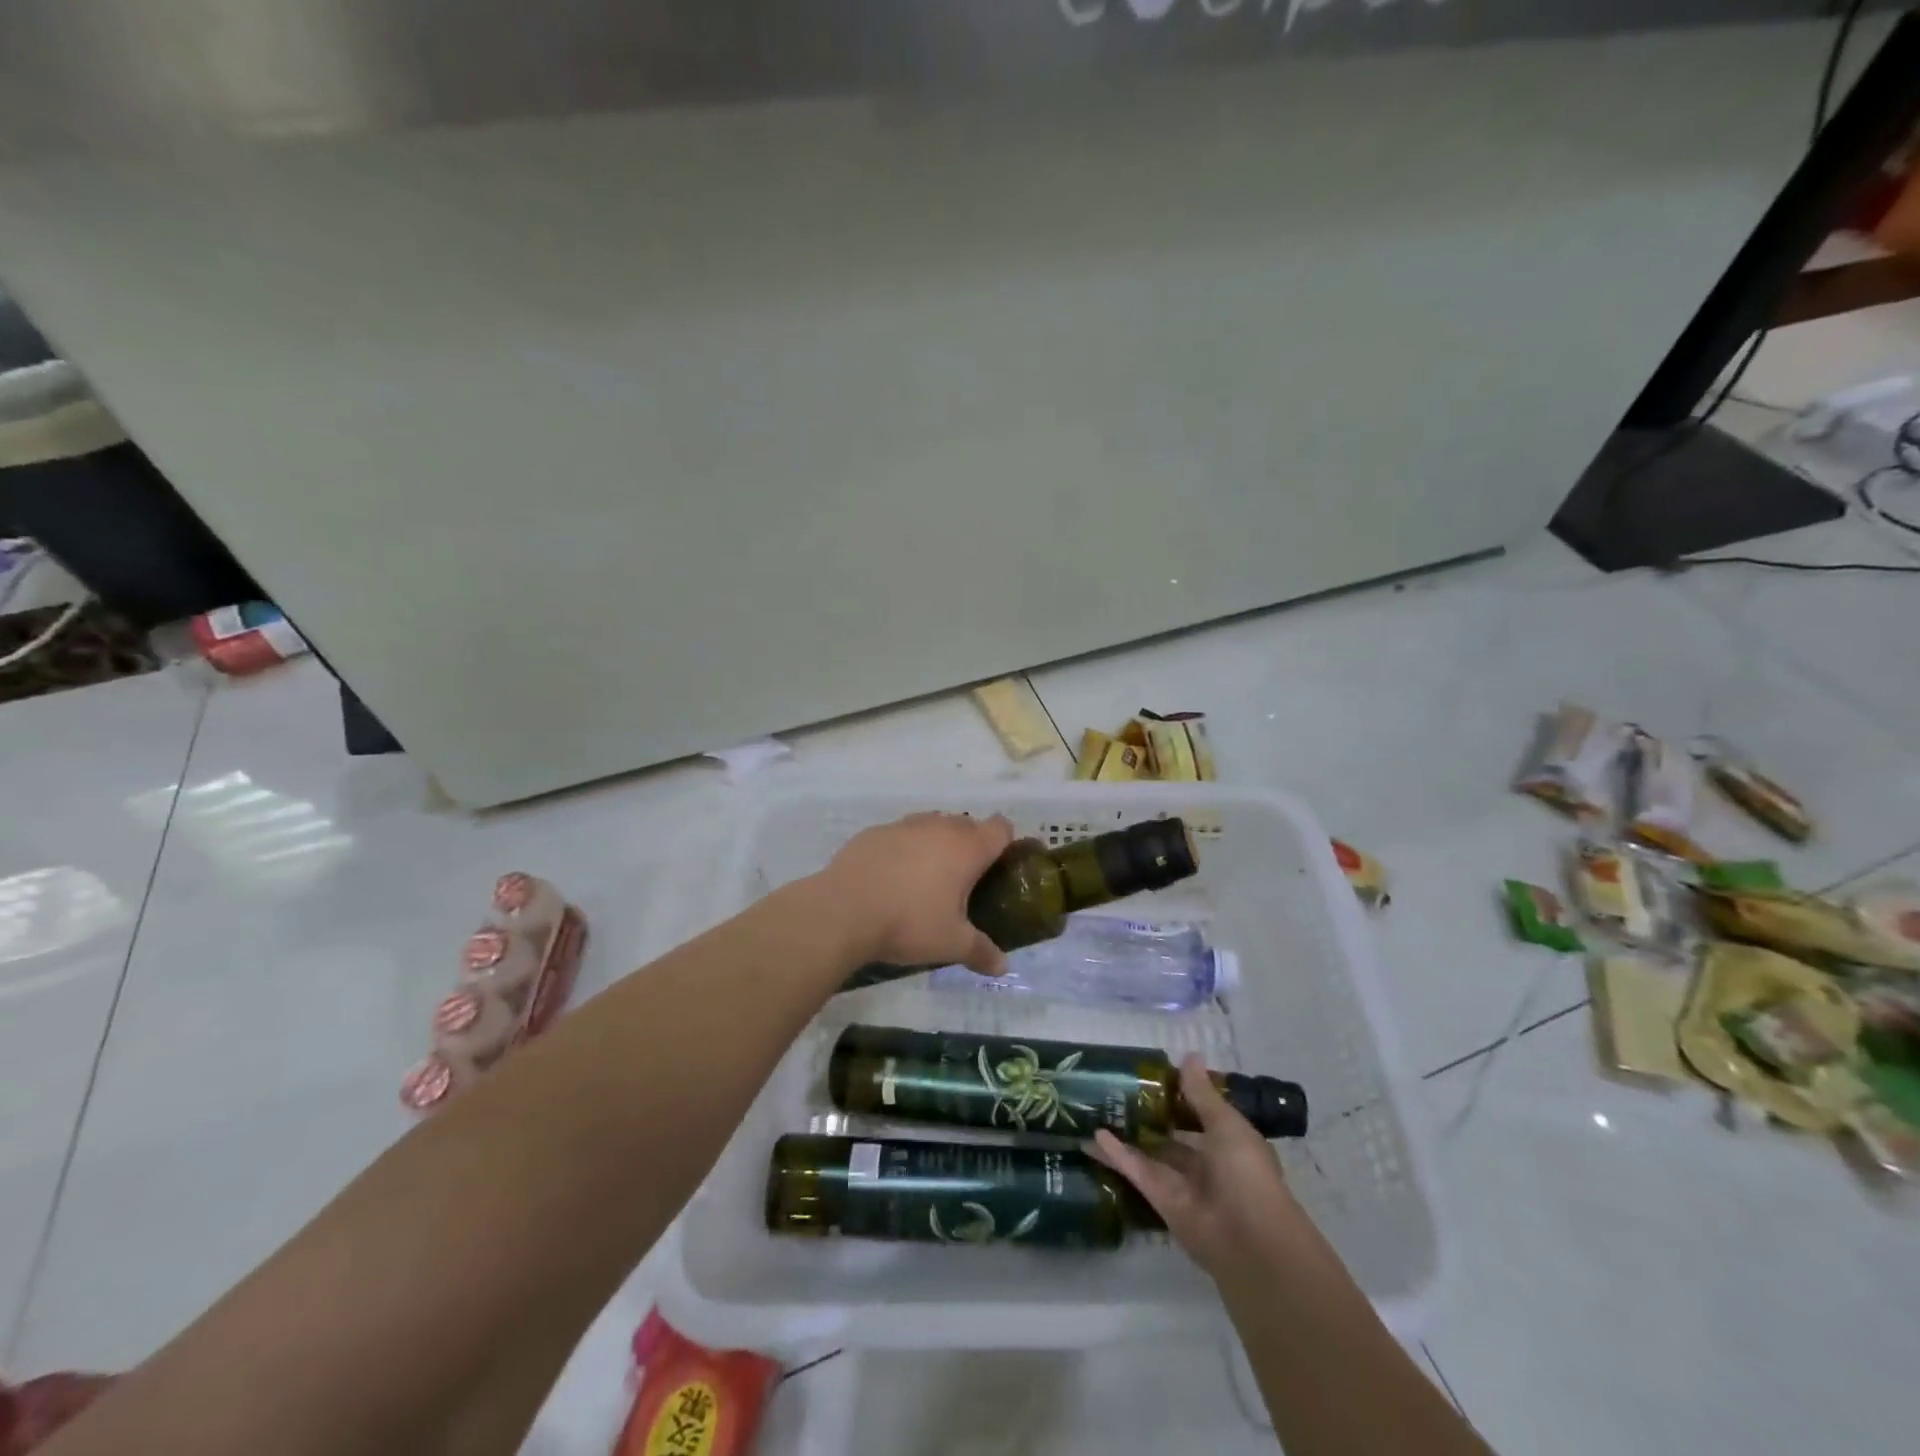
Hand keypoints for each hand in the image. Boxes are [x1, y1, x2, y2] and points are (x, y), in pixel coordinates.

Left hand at [813, 811, 1015, 974]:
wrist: (843, 911)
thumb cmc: (909, 923)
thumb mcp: (951, 944)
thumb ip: (981, 952)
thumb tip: (1003, 967)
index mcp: (967, 848)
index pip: (1000, 828)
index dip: (1005, 844)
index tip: (998, 868)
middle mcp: (939, 827)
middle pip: (966, 825)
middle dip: (969, 847)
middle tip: (963, 883)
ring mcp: (904, 826)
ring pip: (931, 826)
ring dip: (935, 845)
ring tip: (925, 880)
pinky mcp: (874, 832)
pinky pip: (899, 835)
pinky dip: (902, 850)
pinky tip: (890, 879)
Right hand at [1092, 1055, 1303, 1282]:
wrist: (1249, 1242)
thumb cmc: (1246, 1173)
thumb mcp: (1226, 1125)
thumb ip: (1201, 1094)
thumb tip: (1189, 1055)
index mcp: (1228, 1143)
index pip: (1201, 1114)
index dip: (1180, 1096)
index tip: (1153, 1076)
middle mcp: (1206, 1163)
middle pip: (1171, 1134)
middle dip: (1149, 1116)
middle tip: (1116, 1090)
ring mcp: (1181, 1183)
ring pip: (1150, 1152)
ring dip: (1127, 1134)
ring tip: (1097, 1111)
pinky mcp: (1160, 1200)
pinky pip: (1137, 1171)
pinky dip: (1117, 1155)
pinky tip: (1094, 1137)